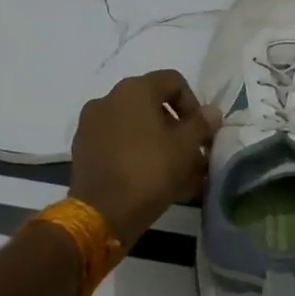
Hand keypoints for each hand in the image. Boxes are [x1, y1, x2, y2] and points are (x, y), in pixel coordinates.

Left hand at [68, 70, 220, 245]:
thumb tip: (211, 111)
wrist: (100, 213)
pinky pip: (118, 142)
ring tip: (175, 172)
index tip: (201, 134)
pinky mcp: (83, 148)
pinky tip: (150, 179)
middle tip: (191, 155)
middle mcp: (109, 98)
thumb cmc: (149, 171)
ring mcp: (92, 123)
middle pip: (152, 103)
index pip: (173, 81)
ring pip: (135, 126)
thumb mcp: (185, 147)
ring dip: (158, 142)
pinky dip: (136, 153)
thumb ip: (201, 124)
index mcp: (135, 89)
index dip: (193, 104)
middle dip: (176, 128)